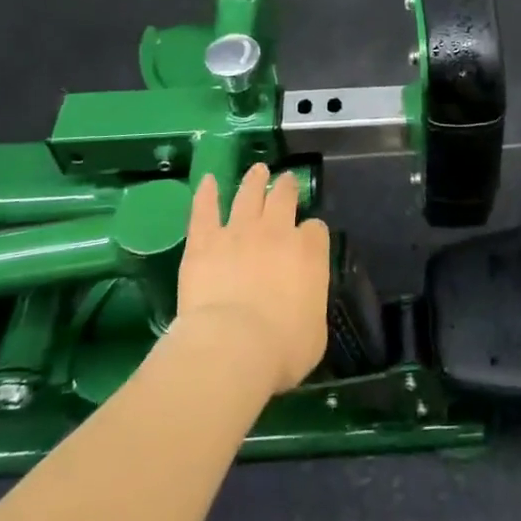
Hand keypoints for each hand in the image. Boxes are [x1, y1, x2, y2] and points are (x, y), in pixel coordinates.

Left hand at [177, 164, 329, 394]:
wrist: (232, 346)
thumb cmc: (281, 350)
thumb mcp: (315, 334)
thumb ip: (311, 306)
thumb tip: (304, 302)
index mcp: (309, 253)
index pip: (315, 230)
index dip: (312, 233)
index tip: (308, 239)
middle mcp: (276, 232)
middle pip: (284, 198)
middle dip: (287, 187)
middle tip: (286, 180)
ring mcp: (238, 231)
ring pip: (248, 194)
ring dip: (254, 180)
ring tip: (257, 170)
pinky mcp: (204, 240)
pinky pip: (205, 209)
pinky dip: (206, 193)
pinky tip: (207, 181)